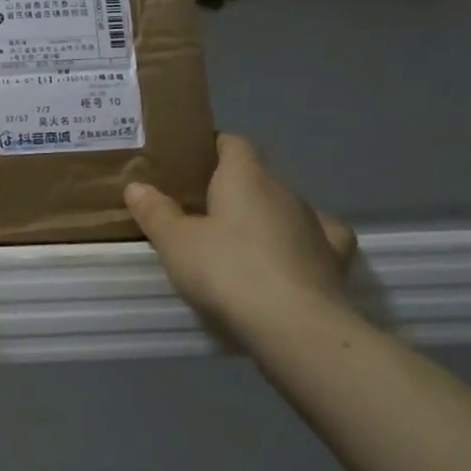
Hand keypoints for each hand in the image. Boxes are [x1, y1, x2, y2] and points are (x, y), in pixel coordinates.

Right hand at [124, 133, 356, 344]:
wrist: (296, 327)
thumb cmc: (228, 272)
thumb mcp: (175, 243)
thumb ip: (156, 212)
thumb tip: (136, 186)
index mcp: (246, 177)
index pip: (232, 143)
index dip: (211, 147)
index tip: (189, 163)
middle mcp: (284, 191)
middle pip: (256, 176)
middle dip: (231, 187)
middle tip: (199, 207)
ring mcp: (313, 224)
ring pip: (284, 206)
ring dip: (263, 215)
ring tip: (237, 238)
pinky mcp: (333, 259)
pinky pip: (316, 237)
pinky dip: (301, 241)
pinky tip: (290, 253)